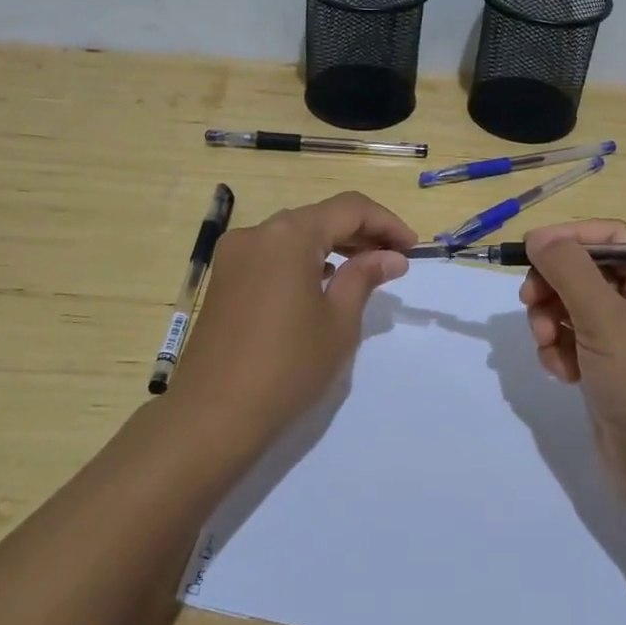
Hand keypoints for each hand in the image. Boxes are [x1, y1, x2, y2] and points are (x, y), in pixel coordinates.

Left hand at [165, 192, 414, 435]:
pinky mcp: (223, 280)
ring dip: (332, 246)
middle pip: (319, 217)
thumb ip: (364, 278)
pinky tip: (321, 284)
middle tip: (394, 260)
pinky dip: (303, 261)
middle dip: (361, 233)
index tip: (413, 247)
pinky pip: (272, 255)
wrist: (213, 416)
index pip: (349, 209)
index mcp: (289, 235)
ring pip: (294, 236)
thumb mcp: (338, 322)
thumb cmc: (287, 366)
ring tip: (364, 272)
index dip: (386, 222)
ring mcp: (234, 256)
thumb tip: (391, 257)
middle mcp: (257, 233)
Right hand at [519, 220, 625, 505]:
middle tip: (529, 301)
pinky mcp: (611, 372)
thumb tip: (538, 236)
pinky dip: (561, 351)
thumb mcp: (603, 316)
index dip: (570, 238)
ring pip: (574, 309)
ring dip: (551, 322)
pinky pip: (575, 343)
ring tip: (547, 345)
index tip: (531, 249)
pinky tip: (560, 372)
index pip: (612, 239)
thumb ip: (567, 268)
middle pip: (587, 274)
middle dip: (554, 287)